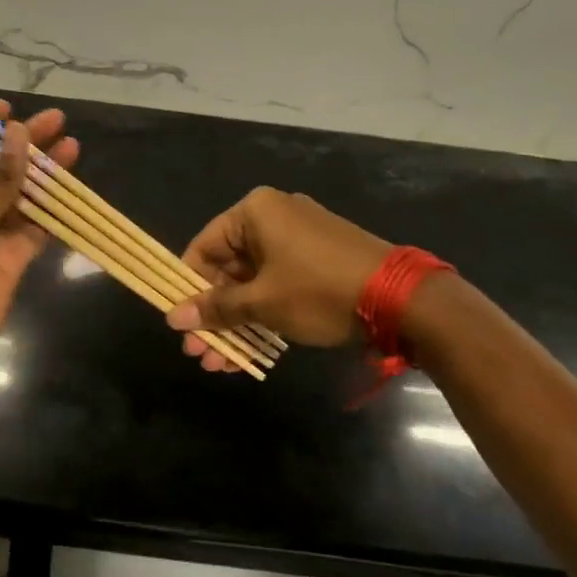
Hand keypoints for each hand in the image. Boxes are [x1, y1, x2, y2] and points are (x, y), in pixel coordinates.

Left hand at [0, 101, 77, 389]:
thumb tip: (18, 134)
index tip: (8, 108)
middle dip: (22, 144)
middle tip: (56, 120)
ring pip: (17, 195)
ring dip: (42, 172)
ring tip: (71, 144)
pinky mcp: (8, 258)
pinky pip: (32, 228)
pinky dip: (50, 209)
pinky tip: (70, 187)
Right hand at [165, 187, 390, 370]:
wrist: (403, 300)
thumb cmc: (319, 291)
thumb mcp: (263, 303)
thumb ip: (216, 309)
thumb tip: (173, 319)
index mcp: (254, 212)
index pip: (203, 247)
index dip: (188, 288)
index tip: (181, 324)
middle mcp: (273, 217)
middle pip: (227, 269)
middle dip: (213, 315)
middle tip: (199, 354)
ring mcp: (298, 239)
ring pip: (252, 283)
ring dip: (235, 323)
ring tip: (221, 364)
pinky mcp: (318, 261)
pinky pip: (277, 285)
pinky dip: (263, 315)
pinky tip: (248, 353)